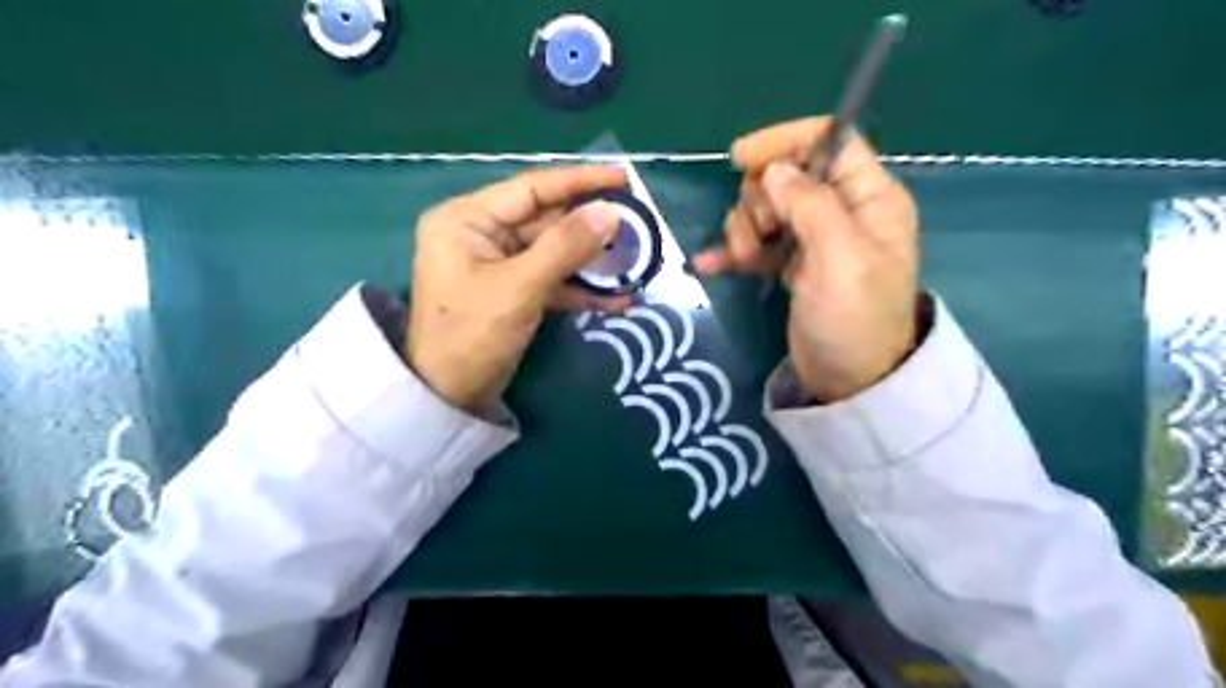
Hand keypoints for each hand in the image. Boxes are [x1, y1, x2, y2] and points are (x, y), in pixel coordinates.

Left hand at [405, 168, 626, 414]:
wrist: (448, 398)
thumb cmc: (472, 335)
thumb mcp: (520, 287)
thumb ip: (566, 246)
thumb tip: (610, 212)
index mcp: (467, 219)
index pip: (531, 188)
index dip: (579, 181)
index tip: (622, 179)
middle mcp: (481, 233)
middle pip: (546, 219)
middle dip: (590, 226)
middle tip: (637, 225)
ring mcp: (498, 264)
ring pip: (553, 251)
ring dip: (591, 260)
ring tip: (634, 260)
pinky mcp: (513, 291)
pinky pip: (551, 279)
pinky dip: (580, 288)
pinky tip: (617, 299)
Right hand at [694, 115, 912, 399]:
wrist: (850, 380)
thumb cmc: (854, 317)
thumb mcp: (840, 256)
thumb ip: (809, 204)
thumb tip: (774, 170)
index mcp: (869, 197)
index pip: (830, 141)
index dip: (786, 141)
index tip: (742, 159)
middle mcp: (841, 211)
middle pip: (787, 176)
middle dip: (761, 201)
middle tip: (759, 234)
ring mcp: (813, 240)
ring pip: (765, 210)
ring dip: (745, 231)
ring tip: (745, 261)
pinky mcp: (790, 266)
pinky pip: (756, 244)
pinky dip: (732, 252)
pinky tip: (709, 265)